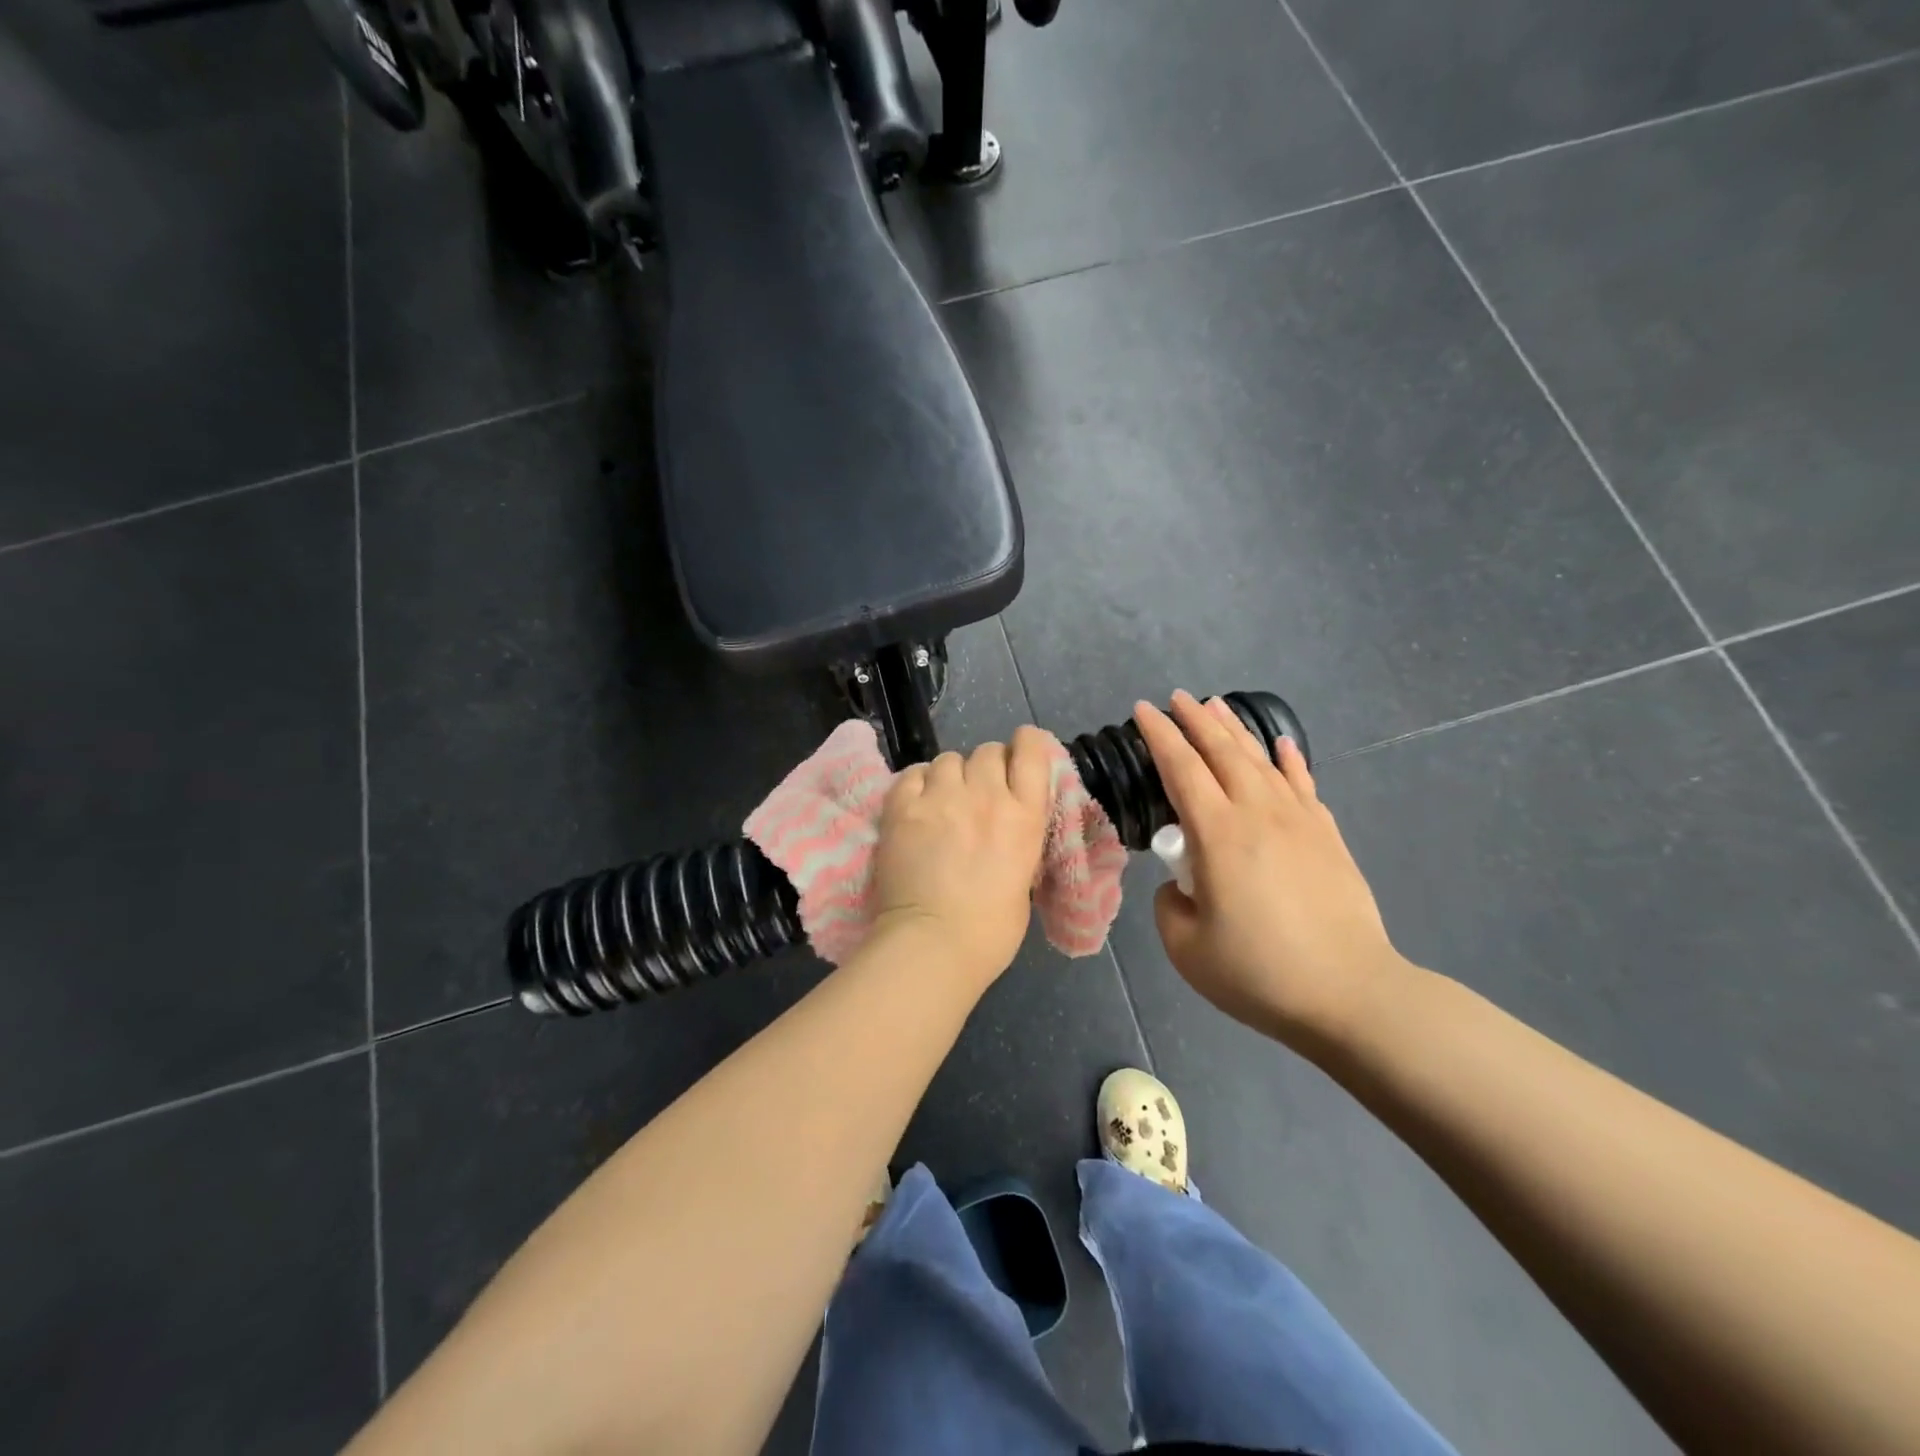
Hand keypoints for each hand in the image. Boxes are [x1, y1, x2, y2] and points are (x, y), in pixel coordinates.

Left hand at [870, 727, 1054, 986]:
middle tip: (976, 792)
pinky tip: (917, 803)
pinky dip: (917, 783)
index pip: (1032, 750)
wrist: (934, 943)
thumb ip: (1018, 838)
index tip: (1019, 754)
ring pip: (948, 759)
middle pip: (987, 751)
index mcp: (1025, 815)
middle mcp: (986, 795)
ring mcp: (941, 798)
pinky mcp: (903, 807)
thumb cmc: (991, 930)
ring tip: (942, 800)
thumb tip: (1006, 826)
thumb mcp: (1025, 877)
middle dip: (985, 766)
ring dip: (950, 776)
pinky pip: (913, 773)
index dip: (1025, 744)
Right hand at [1136, 691, 1411, 1051]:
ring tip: (1217, 706)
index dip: (1159, 735)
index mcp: (1217, 834)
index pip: (1181, 768)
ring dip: (1235, 730)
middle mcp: (1257, 813)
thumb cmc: (1259, 973)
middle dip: (1195, 720)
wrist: (1350, 994)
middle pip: (1221, 752)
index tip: (1143, 710)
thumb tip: (1182, 884)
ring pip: (1261, 759)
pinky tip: (1281, 744)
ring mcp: (1298, 821)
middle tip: (1176, 698)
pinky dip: (1289, 760)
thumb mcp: (1186, 948)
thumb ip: (1169, 905)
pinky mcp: (1326, 837)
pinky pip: (1302, 784)